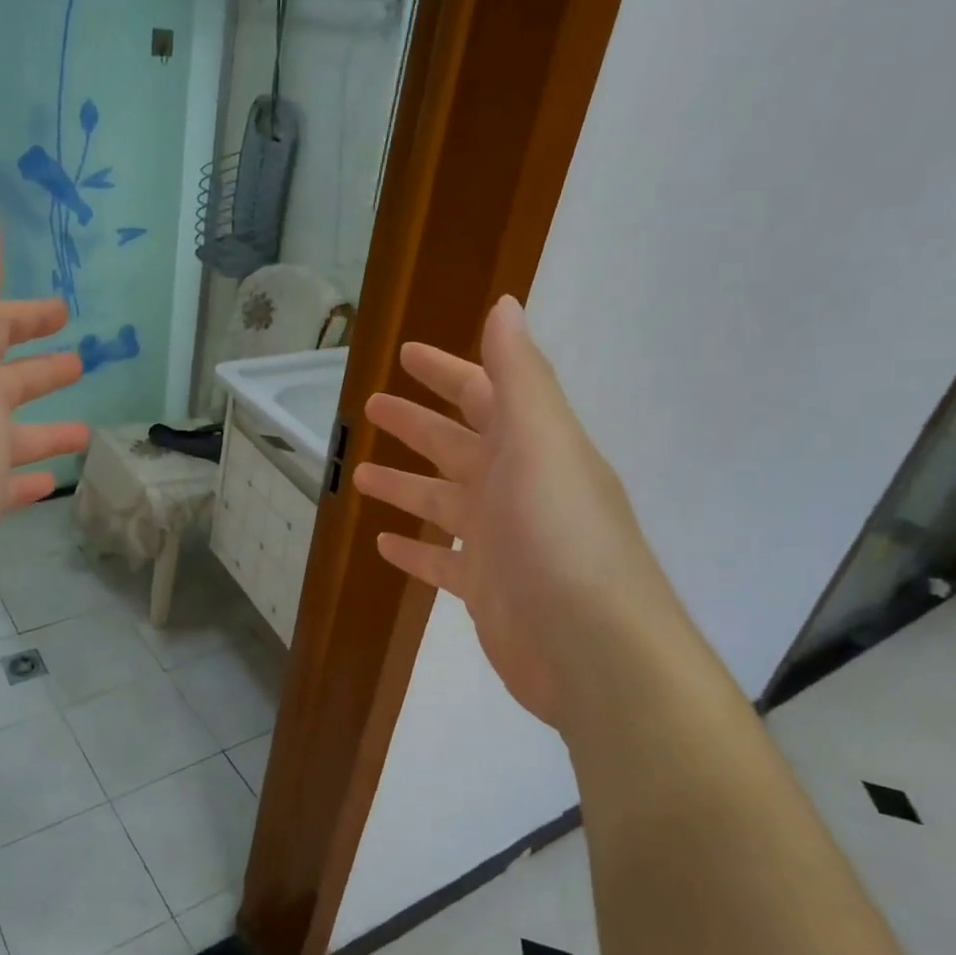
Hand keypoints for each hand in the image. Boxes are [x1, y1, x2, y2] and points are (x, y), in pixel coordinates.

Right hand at [353, 296, 697, 733]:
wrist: (593, 650)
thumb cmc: (560, 536)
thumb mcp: (542, 443)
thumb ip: (521, 376)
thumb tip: (505, 305)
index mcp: (532, 447)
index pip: (484, 394)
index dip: (446, 371)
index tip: (404, 354)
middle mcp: (517, 488)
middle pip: (456, 445)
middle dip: (415, 423)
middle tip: (370, 407)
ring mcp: (501, 541)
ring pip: (442, 502)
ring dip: (404, 485)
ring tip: (362, 474)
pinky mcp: (486, 590)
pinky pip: (441, 562)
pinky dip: (413, 550)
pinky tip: (382, 544)